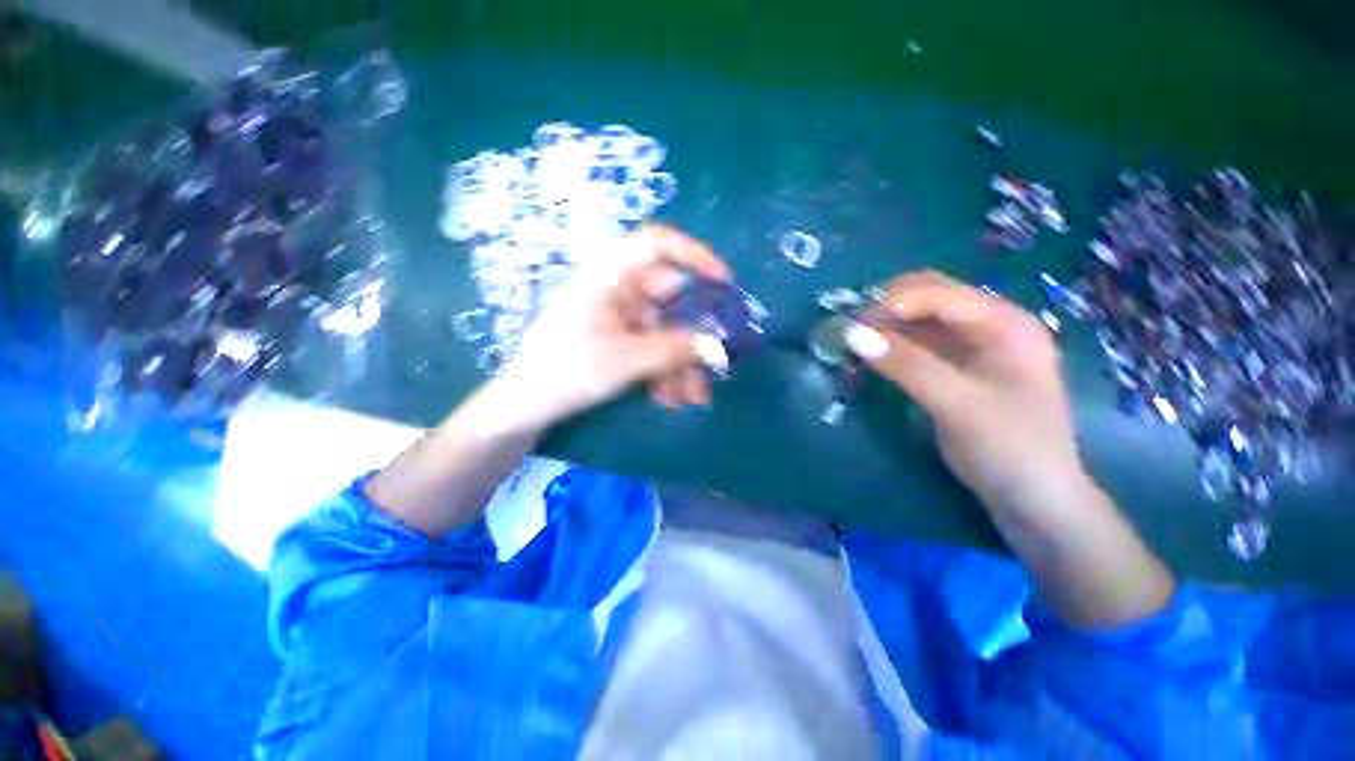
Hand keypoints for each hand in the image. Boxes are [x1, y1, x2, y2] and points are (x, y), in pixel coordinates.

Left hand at [493, 225, 731, 431]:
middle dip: (694, 335)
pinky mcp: (621, 342)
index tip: (723, 281)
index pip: (654, 244)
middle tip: (716, 363)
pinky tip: (672, 399)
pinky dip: (666, 371)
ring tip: (693, 398)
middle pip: (671, 299)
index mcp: (609, 278)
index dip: (693, 254)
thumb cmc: (565, 372)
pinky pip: (654, 349)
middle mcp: (618, 292)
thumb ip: (674, 351)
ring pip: (666, 331)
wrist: (527, 407)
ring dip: (682, 363)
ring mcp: (620, 318)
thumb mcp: (624, 360)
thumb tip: (719, 348)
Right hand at [845, 271, 1080, 513]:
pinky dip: (891, 346)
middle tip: (851, 328)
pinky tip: (869, 355)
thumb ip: (906, 365)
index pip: (942, 293)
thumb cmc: (1010, 447)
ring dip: (886, 326)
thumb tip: (852, 333)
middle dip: (888, 307)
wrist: (1033, 498)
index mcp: (1006, 324)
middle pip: (931, 297)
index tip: (854, 322)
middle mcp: (990, 326)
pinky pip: (917, 345)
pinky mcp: (955, 369)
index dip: (896, 301)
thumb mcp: (957, 403)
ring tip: (853, 341)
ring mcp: (972, 348)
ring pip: (920, 321)